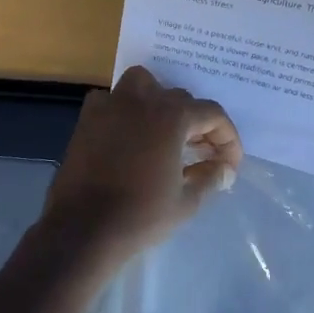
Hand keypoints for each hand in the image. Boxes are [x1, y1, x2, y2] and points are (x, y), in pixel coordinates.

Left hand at [36, 66, 242, 265]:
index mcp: (172, 116)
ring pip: (143, 84)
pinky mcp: (87, 119)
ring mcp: (111, 105)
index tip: (230, 164)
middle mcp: (142, 100)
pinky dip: (124, 110)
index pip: (212, 114)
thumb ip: (210, 178)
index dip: (227, 138)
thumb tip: (225, 169)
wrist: (83, 228)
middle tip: (203, 153)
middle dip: (197, 124)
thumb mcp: (186, 201)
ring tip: (166, 130)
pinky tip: (129, 134)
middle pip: (180, 98)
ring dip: (159, 100)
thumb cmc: (141, 216)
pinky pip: (112, 100)